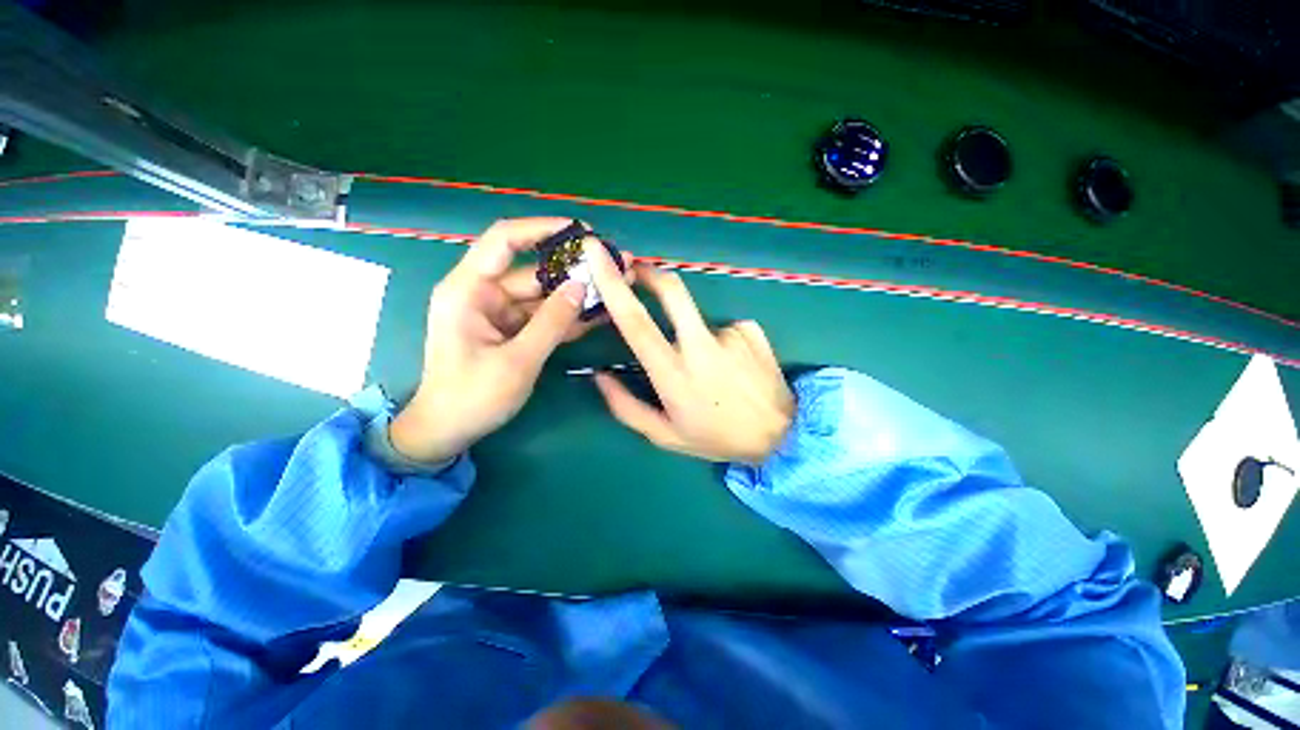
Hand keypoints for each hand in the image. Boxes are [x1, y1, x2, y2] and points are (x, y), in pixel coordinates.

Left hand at [390, 218, 617, 463]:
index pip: (504, 240)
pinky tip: (599, 314)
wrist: (448, 431)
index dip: (541, 229)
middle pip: (533, 270)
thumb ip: (552, 322)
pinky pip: (543, 317)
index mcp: (468, 290)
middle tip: (613, 266)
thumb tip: (582, 286)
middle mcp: (483, 294)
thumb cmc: (472, 397)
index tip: (580, 231)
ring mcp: (499, 313)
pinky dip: (568, 317)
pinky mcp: (512, 330)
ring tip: (616, 288)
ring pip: (543, 295)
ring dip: (577, 294)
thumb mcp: (518, 360)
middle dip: (573, 269)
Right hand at [585, 240, 795, 463]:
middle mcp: (701, 346)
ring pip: (697, 319)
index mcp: (673, 374)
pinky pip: (724, 328)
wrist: (781, 436)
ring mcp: (730, 333)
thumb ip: (626, 407)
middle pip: (671, 290)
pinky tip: (735, 367)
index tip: (597, 254)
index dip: (613, 285)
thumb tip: (599, 376)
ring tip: (714, 371)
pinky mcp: (751, 330)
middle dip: (650, 274)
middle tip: (639, 274)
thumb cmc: (716, 438)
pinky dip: (721, 342)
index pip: (636, 322)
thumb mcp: (665, 435)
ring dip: (693, 336)